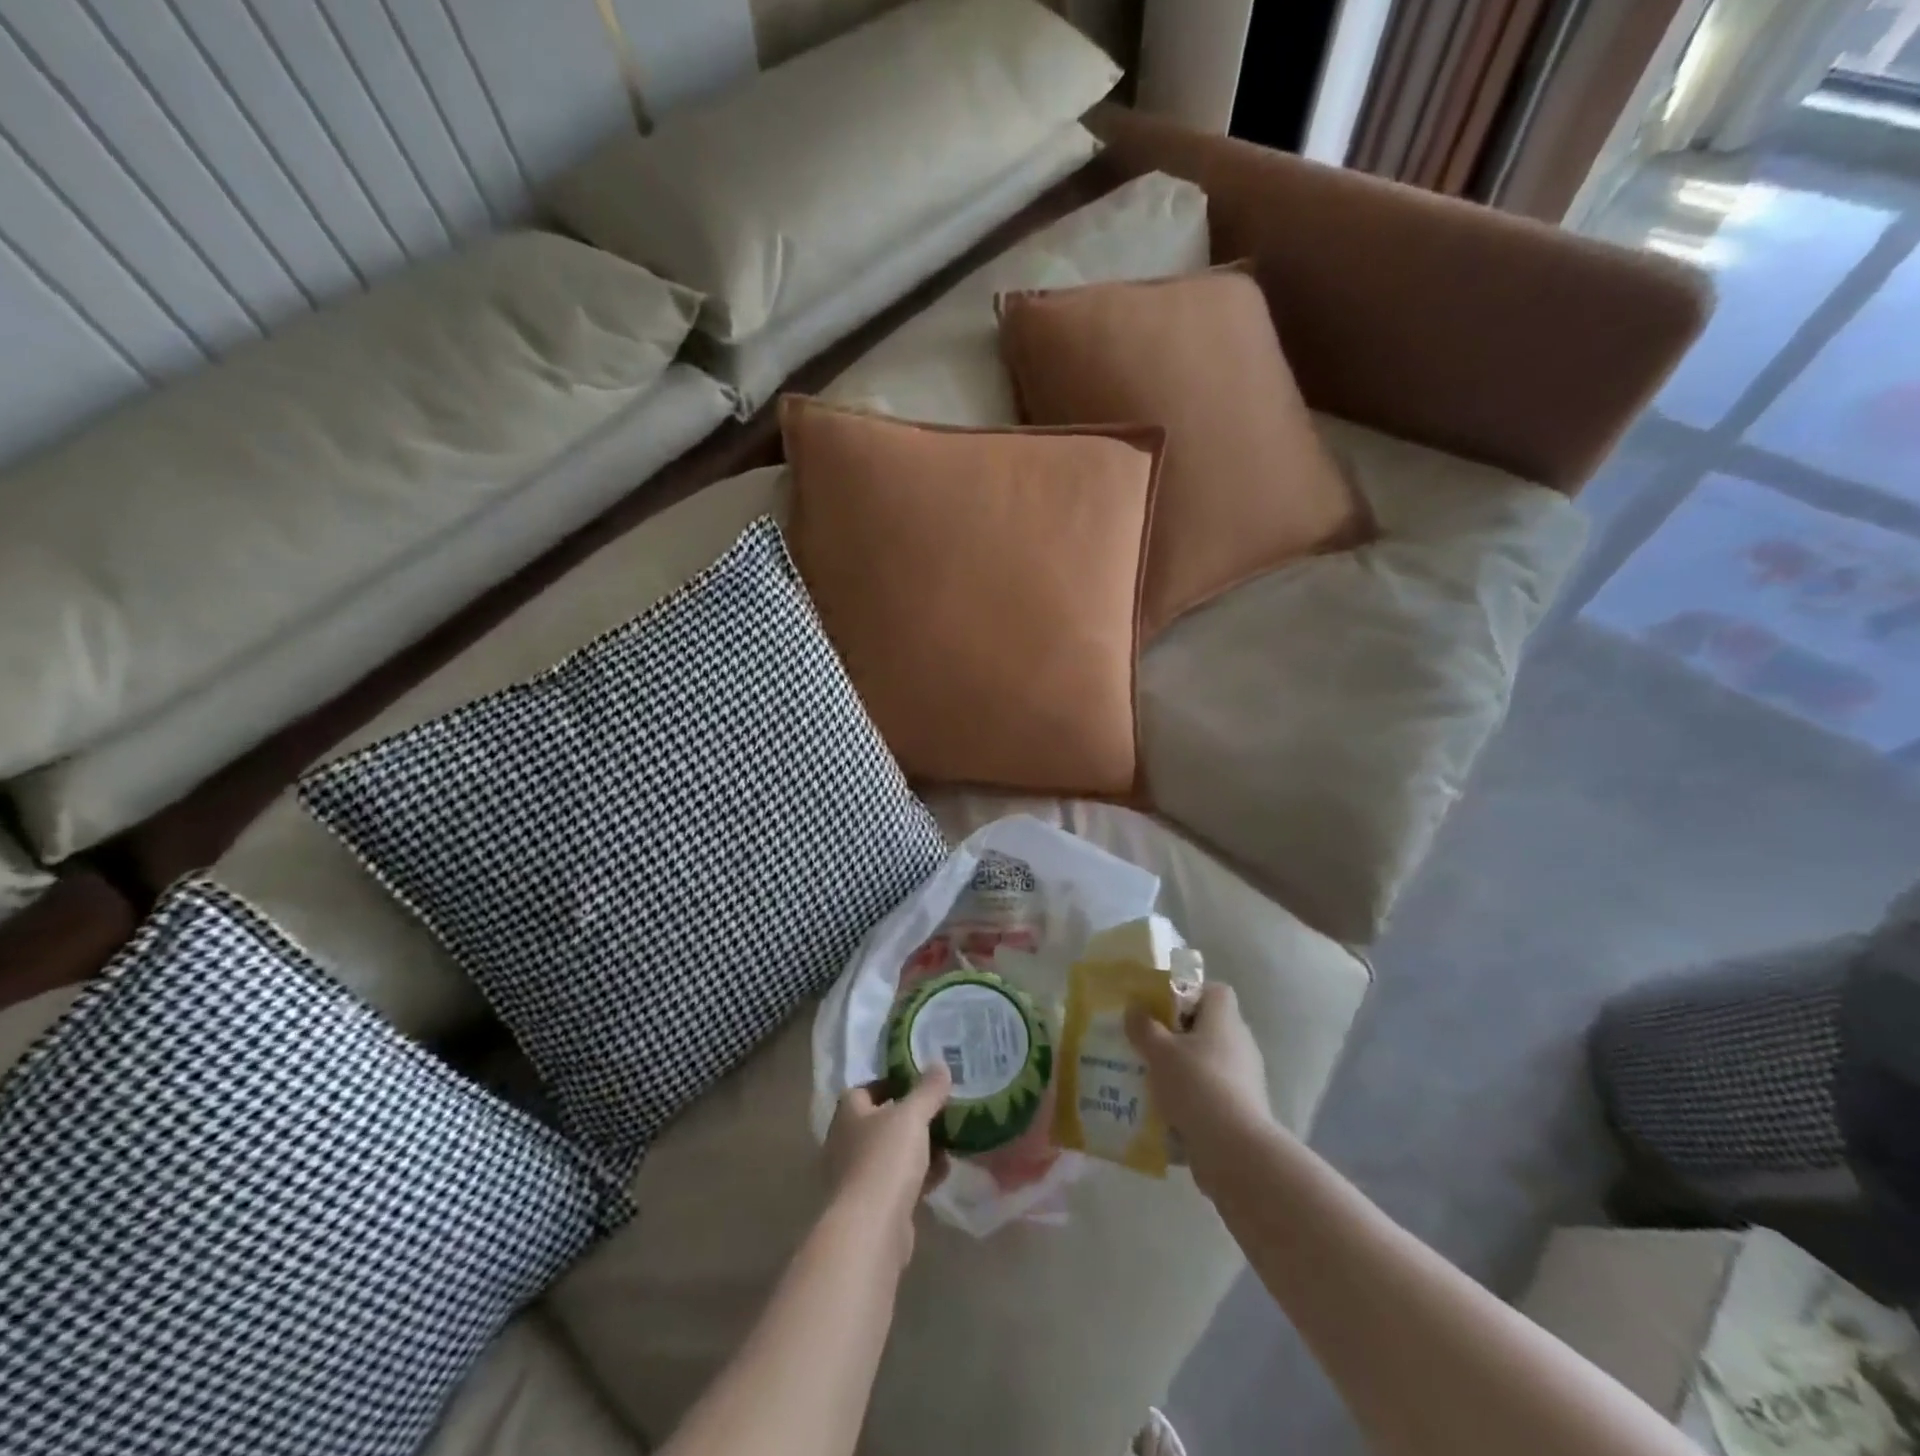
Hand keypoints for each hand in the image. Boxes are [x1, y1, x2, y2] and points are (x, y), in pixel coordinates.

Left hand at [823, 1066, 951, 1263]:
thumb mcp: (912, 1116)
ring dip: (918, 1148)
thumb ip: (927, 1090)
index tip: (919, 1083)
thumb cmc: (885, 1160)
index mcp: (849, 1113)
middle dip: (910, 1118)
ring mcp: (857, 1176)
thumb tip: (940, 1064)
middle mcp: (846, 1142)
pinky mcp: (872, 1206)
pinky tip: (943, 1173)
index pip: (865, 1089)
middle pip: (881, 1122)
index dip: (890, 1083)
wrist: (870, 1230)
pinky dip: (919, 1175)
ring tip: (949, 1140)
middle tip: (940, 1110)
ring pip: (892, 1153)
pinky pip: (899, 1181)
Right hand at [1127, 983, 1271, 1193]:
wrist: (1236, 1151)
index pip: (1213, 991)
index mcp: (1224, 1019)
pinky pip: (1210, 1092)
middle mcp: (1239, 1043)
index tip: (1161, 1009)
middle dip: (1176, 1035)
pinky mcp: (1241, 1109)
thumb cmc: (1197, 1085)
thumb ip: (1144, 1027)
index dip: (1188, 994)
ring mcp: (1244, 1078)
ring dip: (1181, 1068)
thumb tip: (1135, 1009)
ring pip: (1206, 1062)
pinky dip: (1190, 1098)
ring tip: (1149, 1078)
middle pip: (1207, 1027)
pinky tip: (1164, 1110)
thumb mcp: (1159, 1051)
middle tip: (1146, 1043)